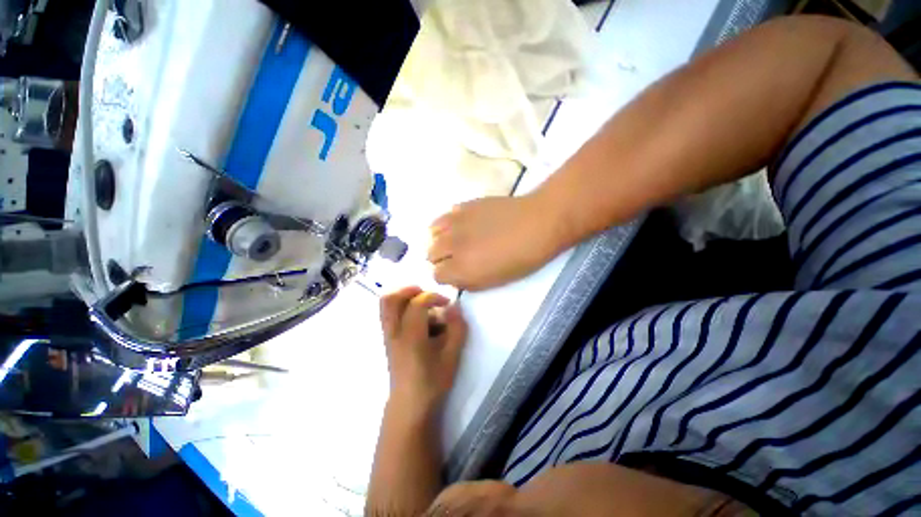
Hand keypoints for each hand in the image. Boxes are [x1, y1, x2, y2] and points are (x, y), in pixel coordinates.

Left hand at [380, 287, 467, 408]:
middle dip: (410, 290)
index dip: (433, 296)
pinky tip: (418, 320)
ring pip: (386, 305)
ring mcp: (387, 336)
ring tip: (422, 305)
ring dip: (404, 297)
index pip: (417, 303)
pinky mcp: (387, 340)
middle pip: (390, 298)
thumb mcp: (452, 357)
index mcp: (411, 337)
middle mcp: (394, 333)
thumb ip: (457, 329)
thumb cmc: (432, 382)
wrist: (409, 406)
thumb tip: (455, 307)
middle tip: (426, 294)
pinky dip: (401, 307)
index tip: (447, 303)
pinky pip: (388, 314)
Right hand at [428, 195, 562, 290]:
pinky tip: (464, 224)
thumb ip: (469, 282)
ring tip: (455, 240)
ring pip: (432, 232)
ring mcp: (456, 222)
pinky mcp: (464, 205)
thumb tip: (455, 277)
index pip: (436, 276)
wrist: (537, 223)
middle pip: (430, 253)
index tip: (456, 274)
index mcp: (460, 268)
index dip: (446, 277)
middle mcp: (451, 244)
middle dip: (440, 258)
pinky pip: (446, 215)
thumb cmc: (522, 258)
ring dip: (441, 239)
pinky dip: (449, 222)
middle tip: (457, 257)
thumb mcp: (495, 281)